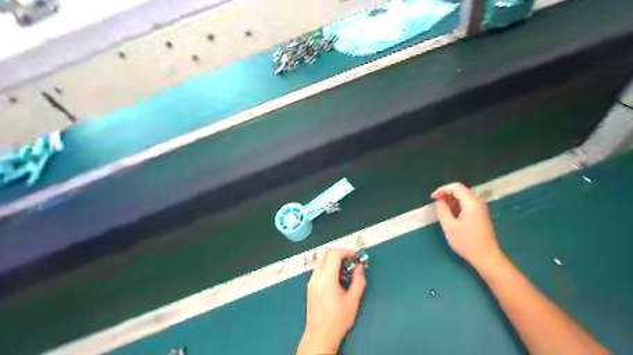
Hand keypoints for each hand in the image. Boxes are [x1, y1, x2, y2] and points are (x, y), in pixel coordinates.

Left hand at [296, 248, 366, 352]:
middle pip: (325, 252)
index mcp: (327, 278)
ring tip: (345, 272)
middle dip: (339, 252)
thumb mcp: (353, 301)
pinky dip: (328, 267)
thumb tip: (359, 268)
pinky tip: (337, 280)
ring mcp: (311, 281)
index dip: (346, 252)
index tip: (355, 257)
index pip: (334, 254)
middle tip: (350, 261)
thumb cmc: (338, 319)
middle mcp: (316, 276)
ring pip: (321, 260)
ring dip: (333, 260)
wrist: (319, 335)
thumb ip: (358, 281)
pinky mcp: (310, 286)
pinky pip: (319, 269)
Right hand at [433, 183, 501, 270]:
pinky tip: (451, 218)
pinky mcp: (480, 216)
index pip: (456, 187)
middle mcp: (478, 203)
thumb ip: (442, 210)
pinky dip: (456, 208)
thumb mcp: (449, 226)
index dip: (442, 190)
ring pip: (463, 199)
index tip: (432, 198)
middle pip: (460, 191)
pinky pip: (466, 206)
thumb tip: (439, 201)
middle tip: (436, 205)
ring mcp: (480, 210)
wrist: (486, 257)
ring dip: (451, 202)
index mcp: (471, 203)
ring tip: (442, 213)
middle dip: (446, 195)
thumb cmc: (467, 242)